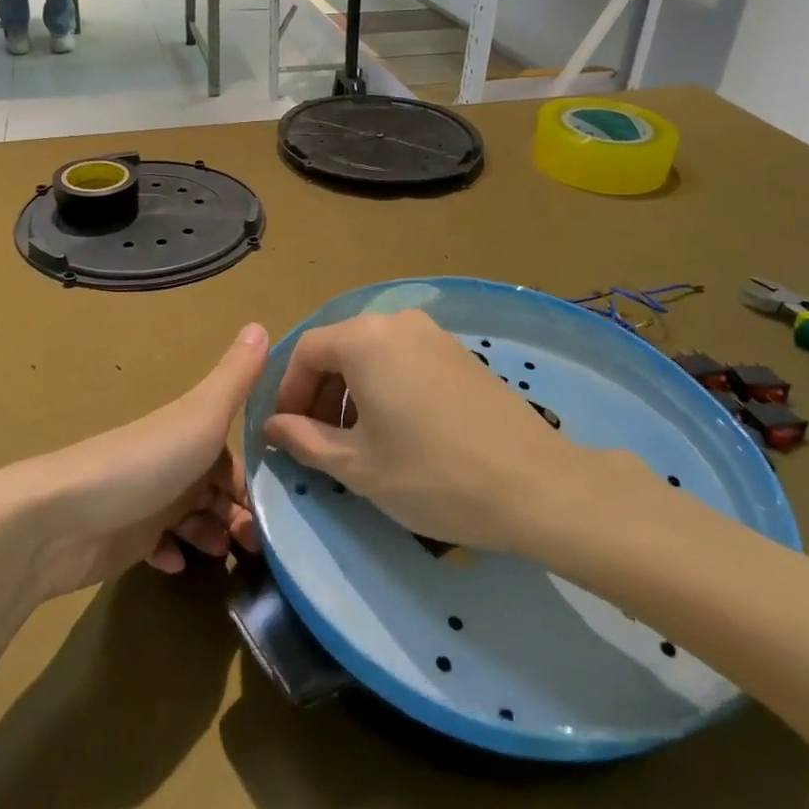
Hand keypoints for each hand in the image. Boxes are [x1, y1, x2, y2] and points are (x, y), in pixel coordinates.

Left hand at [0, 323, 269, 600]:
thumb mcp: (201, 415)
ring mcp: (148, 502)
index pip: (235, 457)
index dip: (257, 480)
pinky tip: (178, 565)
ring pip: (194, 519)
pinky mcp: (125, 540)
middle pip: (217, 490)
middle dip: (241, 515)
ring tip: (225, 556)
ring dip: (213, 536)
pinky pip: (159, 547)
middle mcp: (172, 464)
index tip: (284, 507)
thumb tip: (262, 323)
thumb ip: (236, 377)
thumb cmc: (144, 464)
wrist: (59, 519)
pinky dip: (173, 554)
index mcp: (192, 434)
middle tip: (257, 546)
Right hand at [263, 308, 588, 552]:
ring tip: (355, 442)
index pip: (307, 351)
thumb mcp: (358, 466)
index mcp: (366, 339)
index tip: (285, 433)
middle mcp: (399, 323)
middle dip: (320, 393)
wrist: (534, 485)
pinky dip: (385, 387)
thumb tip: (274, 426)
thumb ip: (306, 440)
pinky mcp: (460, 353)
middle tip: (316, 441)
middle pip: (340, 348)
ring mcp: (435, 335)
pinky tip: (396, 431)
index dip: (288, 391)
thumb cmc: (432, 475)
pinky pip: (404, 360)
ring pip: (373, 354)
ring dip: (352, 392)